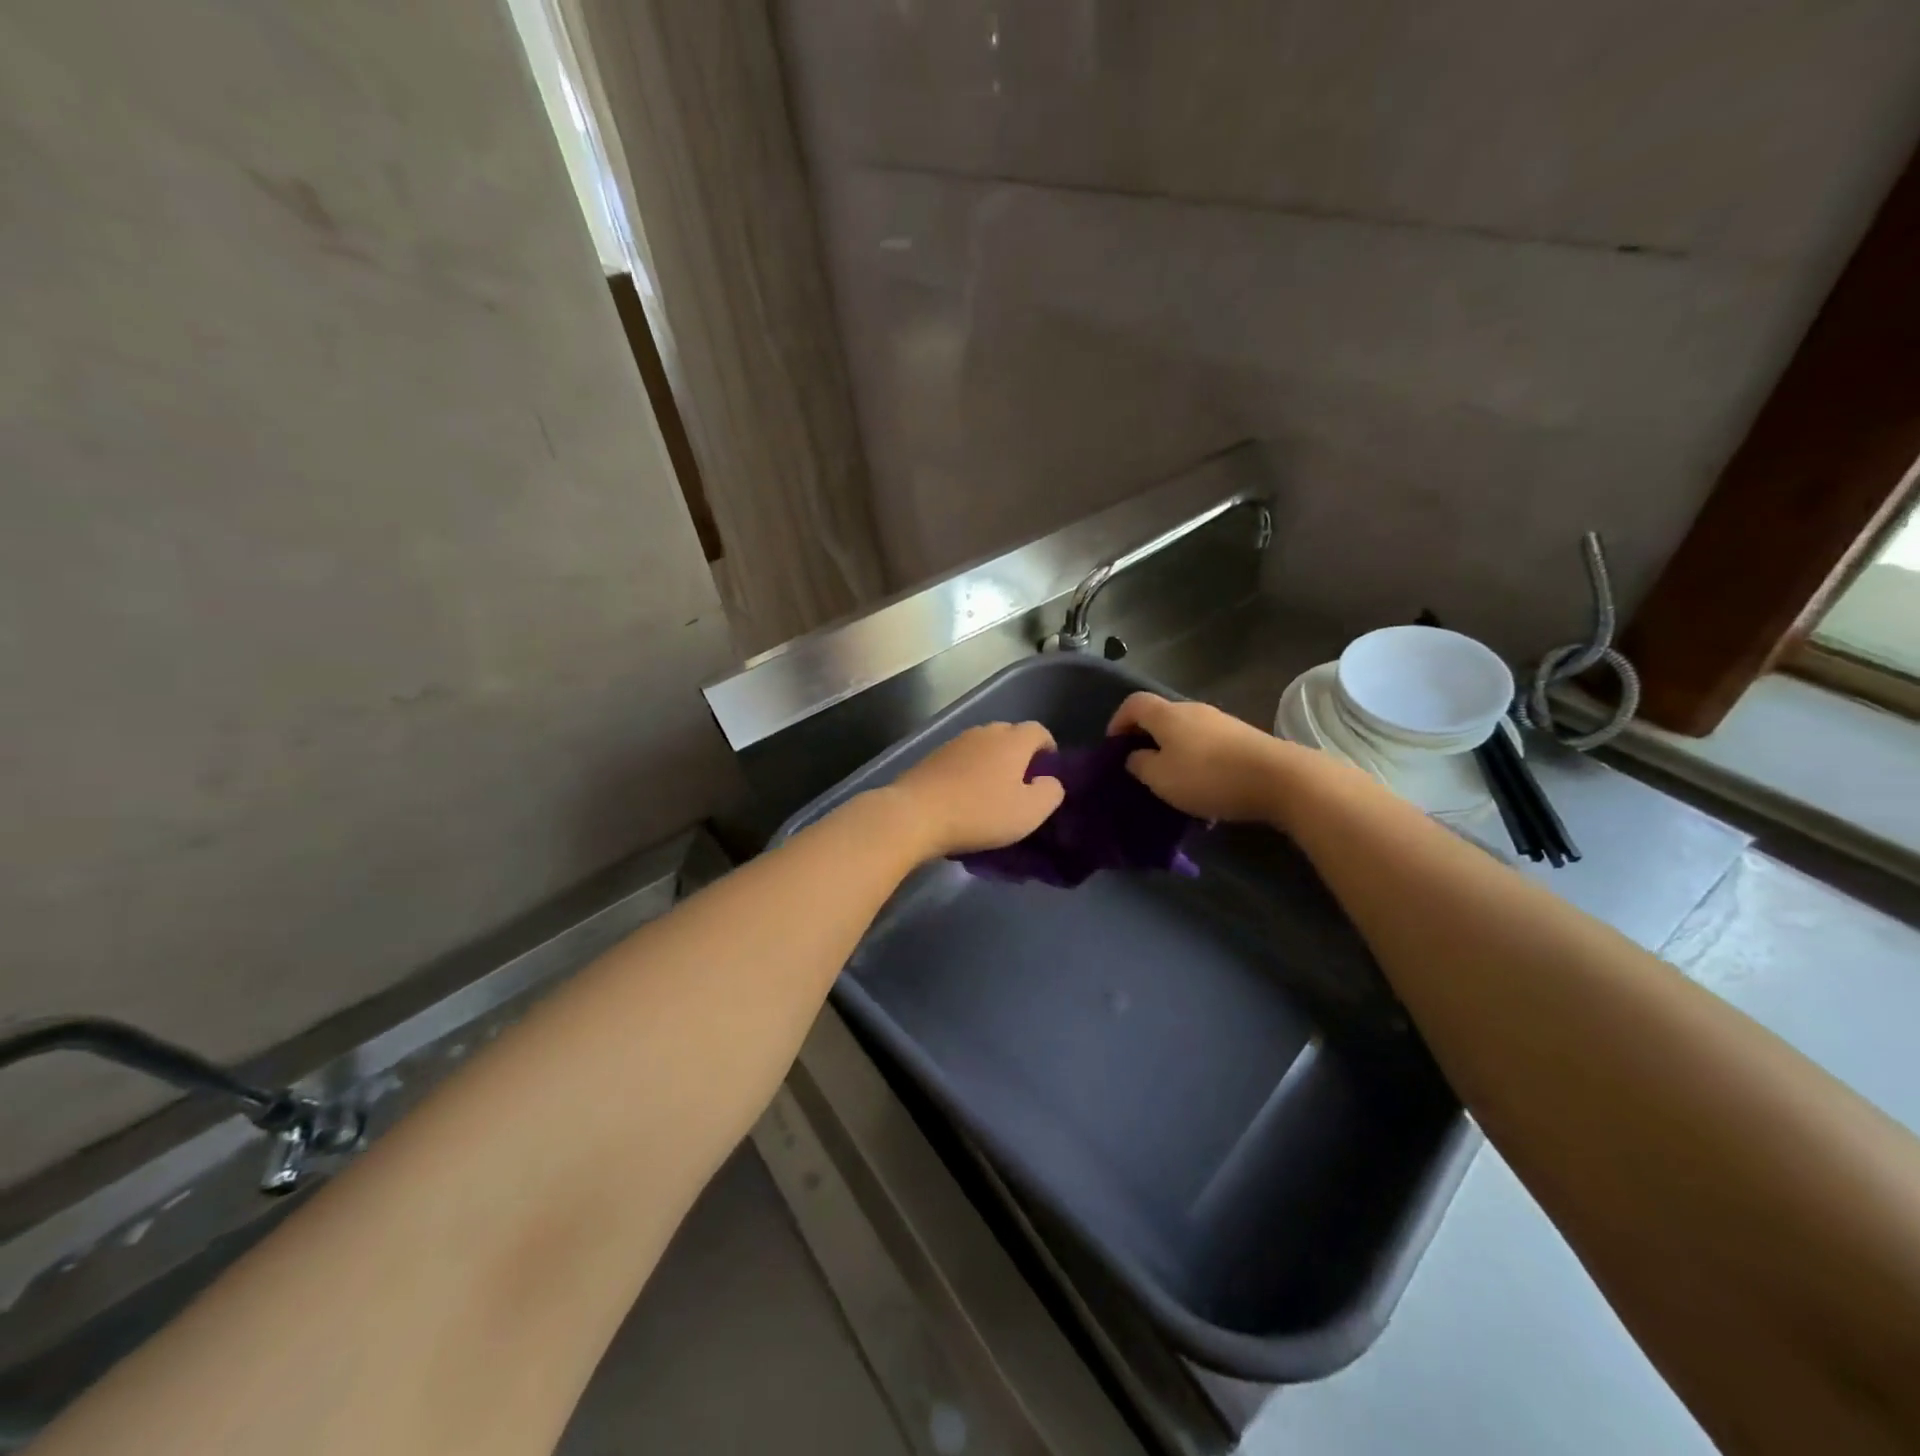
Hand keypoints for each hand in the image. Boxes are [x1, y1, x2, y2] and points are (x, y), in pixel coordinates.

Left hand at [886, 721, 1065, 857]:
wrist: (915, 814)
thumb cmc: (980, 812)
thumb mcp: (1029, 812)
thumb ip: (1050, 793)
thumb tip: (1050, 781)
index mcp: (1012, 740)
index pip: (1039, 730)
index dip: (1048, 748)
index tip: (1048, 772)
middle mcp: (984, 732)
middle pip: (1010, 734)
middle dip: (1020, 754)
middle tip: (1021, 784)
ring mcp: (955, 742)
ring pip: (983, 746)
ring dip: (992, 762)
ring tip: (992, 790)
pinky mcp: (932, 756)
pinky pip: (961, 758)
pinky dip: (969, 770)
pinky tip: (964, 794)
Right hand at [1107, 693, 1297, 822]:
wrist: (1278, 778)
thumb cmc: (1208, 777)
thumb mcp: (1160, 778)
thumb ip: (1139, 764)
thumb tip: (1135, 756)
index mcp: (1167, 715)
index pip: (1133, 704)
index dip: (1118, 721)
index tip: (1113, 746)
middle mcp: (1192, 710)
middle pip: (1160, 716)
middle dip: (1146, 738)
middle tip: (1139, 766)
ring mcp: (1221, 721)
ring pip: (1185, 731)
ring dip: (1173, 751)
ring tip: (1171, 780)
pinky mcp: (1242, 737)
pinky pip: (1207, 744)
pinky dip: (1197, 759)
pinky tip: (1203, 786)